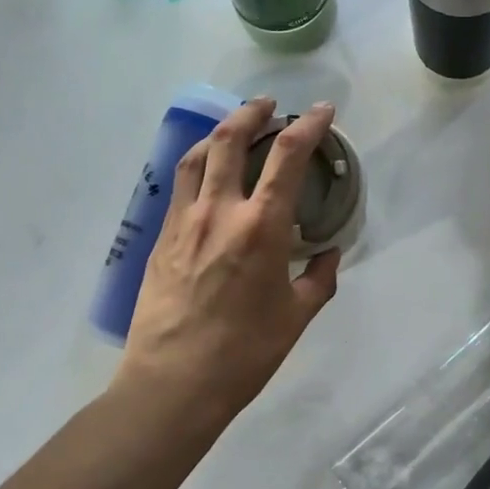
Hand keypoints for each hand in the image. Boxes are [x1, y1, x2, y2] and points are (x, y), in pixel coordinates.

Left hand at [114, 98, 341, 429]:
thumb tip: (329, 254)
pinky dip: (196, 164)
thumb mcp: (297, 316)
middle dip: (253, 113)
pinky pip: (179, 185)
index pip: (287, 157)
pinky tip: (205, 172)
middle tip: (269, 105)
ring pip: (197, 156)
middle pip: (231, 140)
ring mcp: (184, 221)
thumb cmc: (245, 352)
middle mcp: (220, 211)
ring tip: (234, 125)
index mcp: (261, 227)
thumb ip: (319, 278)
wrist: (173, 383)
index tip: (321, 109)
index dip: (308, 125)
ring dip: (219, 131)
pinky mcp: (161, 237)